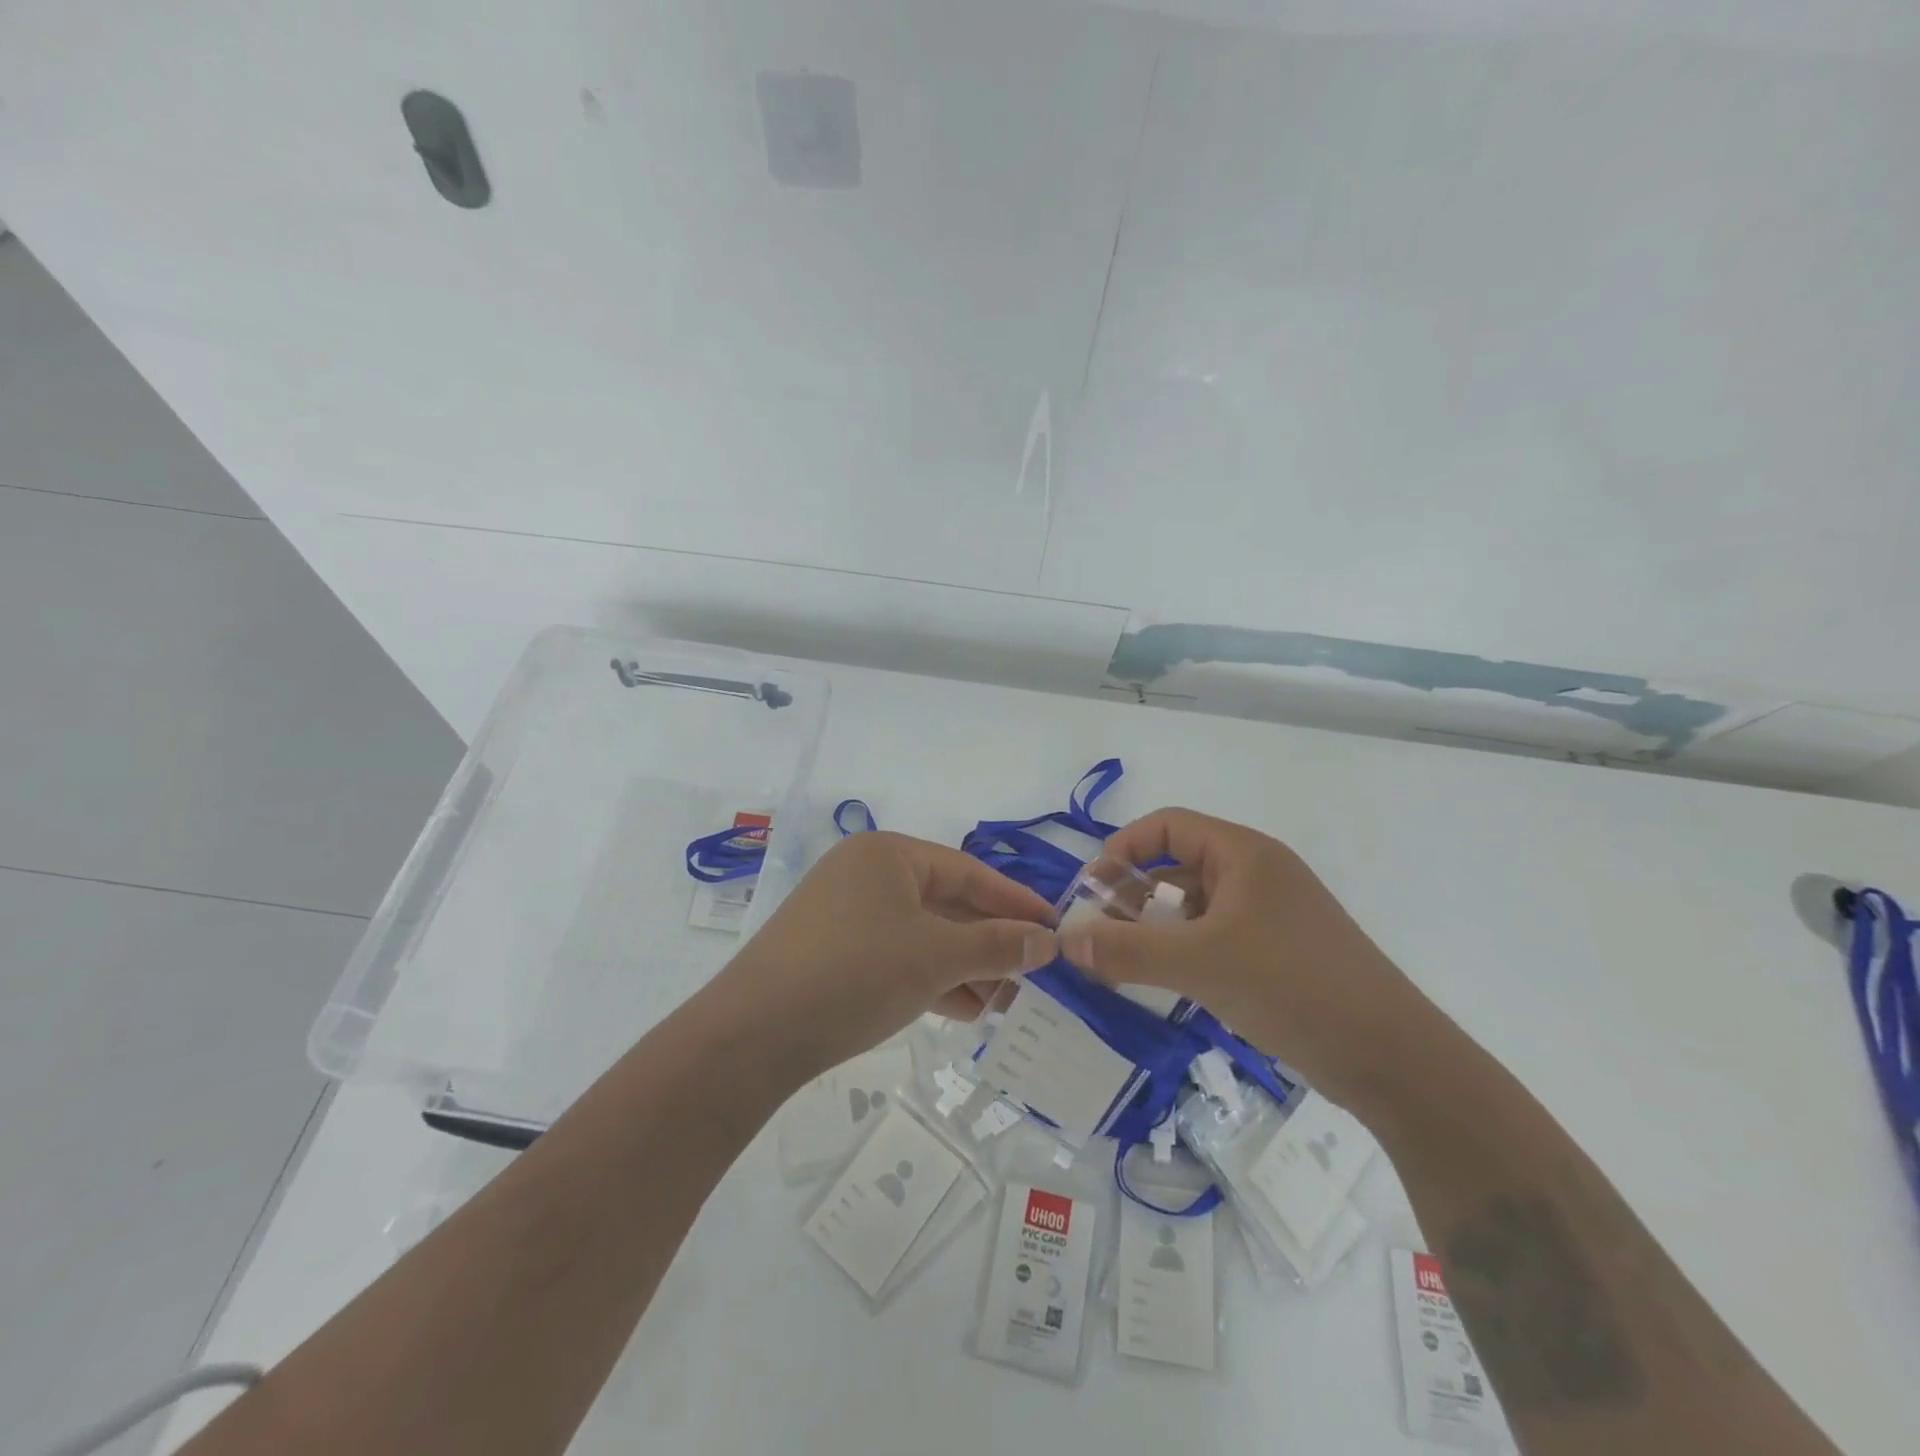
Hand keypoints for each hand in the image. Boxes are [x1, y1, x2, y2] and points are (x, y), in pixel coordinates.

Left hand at [715, 830, 1056, 1074]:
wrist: (753, 1034)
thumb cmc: (856, 973)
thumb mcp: (935, 957)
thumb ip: (996, 945)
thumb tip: (1048, 941)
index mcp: (888, 855)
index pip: (968, 871)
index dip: (1014, 901)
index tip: (1054, 927)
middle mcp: (866, 875)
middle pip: (945, 903)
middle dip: (990, 942)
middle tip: (1034, 973)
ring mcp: (845, 915)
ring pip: (922, 935)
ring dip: (965, 966)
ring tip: (1007, 1001)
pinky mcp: (833, 953)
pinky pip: (897, 957)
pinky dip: (931, 979)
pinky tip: (965, 1009)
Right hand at [1056, 807, 1427, 1106]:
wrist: (1391, 1057)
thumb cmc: (1292, 986)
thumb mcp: (1199, 964)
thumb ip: (1127, 950)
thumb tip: (1065, 941)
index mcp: (1243, 853)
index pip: (1166, 826)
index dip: (1122, 849)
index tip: (1091, 890)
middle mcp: (1256, 874)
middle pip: (1177, 865)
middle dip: (1132, 893)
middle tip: (1100, 932)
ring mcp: (1269, 915)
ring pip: (1194, 906)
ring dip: (1155, 926)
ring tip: (1124, 961)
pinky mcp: (1277, 954)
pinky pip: (1214, 937)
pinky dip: (1183, 951)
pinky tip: (1166, 982)